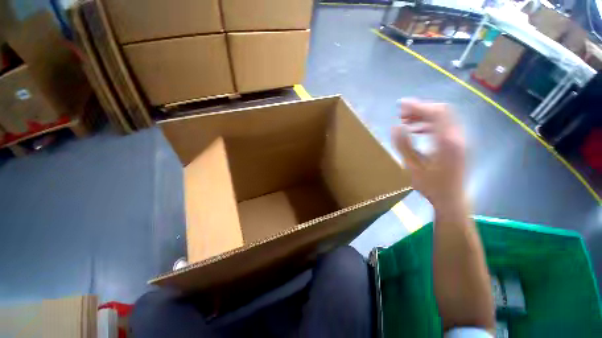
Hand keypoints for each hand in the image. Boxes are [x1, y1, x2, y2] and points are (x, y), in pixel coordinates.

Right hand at [392, 99, 465, 207]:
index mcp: (446, 141)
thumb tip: (395, 127)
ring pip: (443, 117)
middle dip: (420, 109)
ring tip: (406, 121)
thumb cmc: (431, 185)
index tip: (400, 104)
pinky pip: (444, 126)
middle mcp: (457, 136)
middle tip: (402, 114)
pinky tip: (416, 130)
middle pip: (441, 111)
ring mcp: (460, 139)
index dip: (417, 106)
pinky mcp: (458, 143)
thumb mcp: (412, 166)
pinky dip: (429, 124)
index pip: (435, 113)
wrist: (451, 199)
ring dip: (424, 116)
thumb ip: (403, 145)